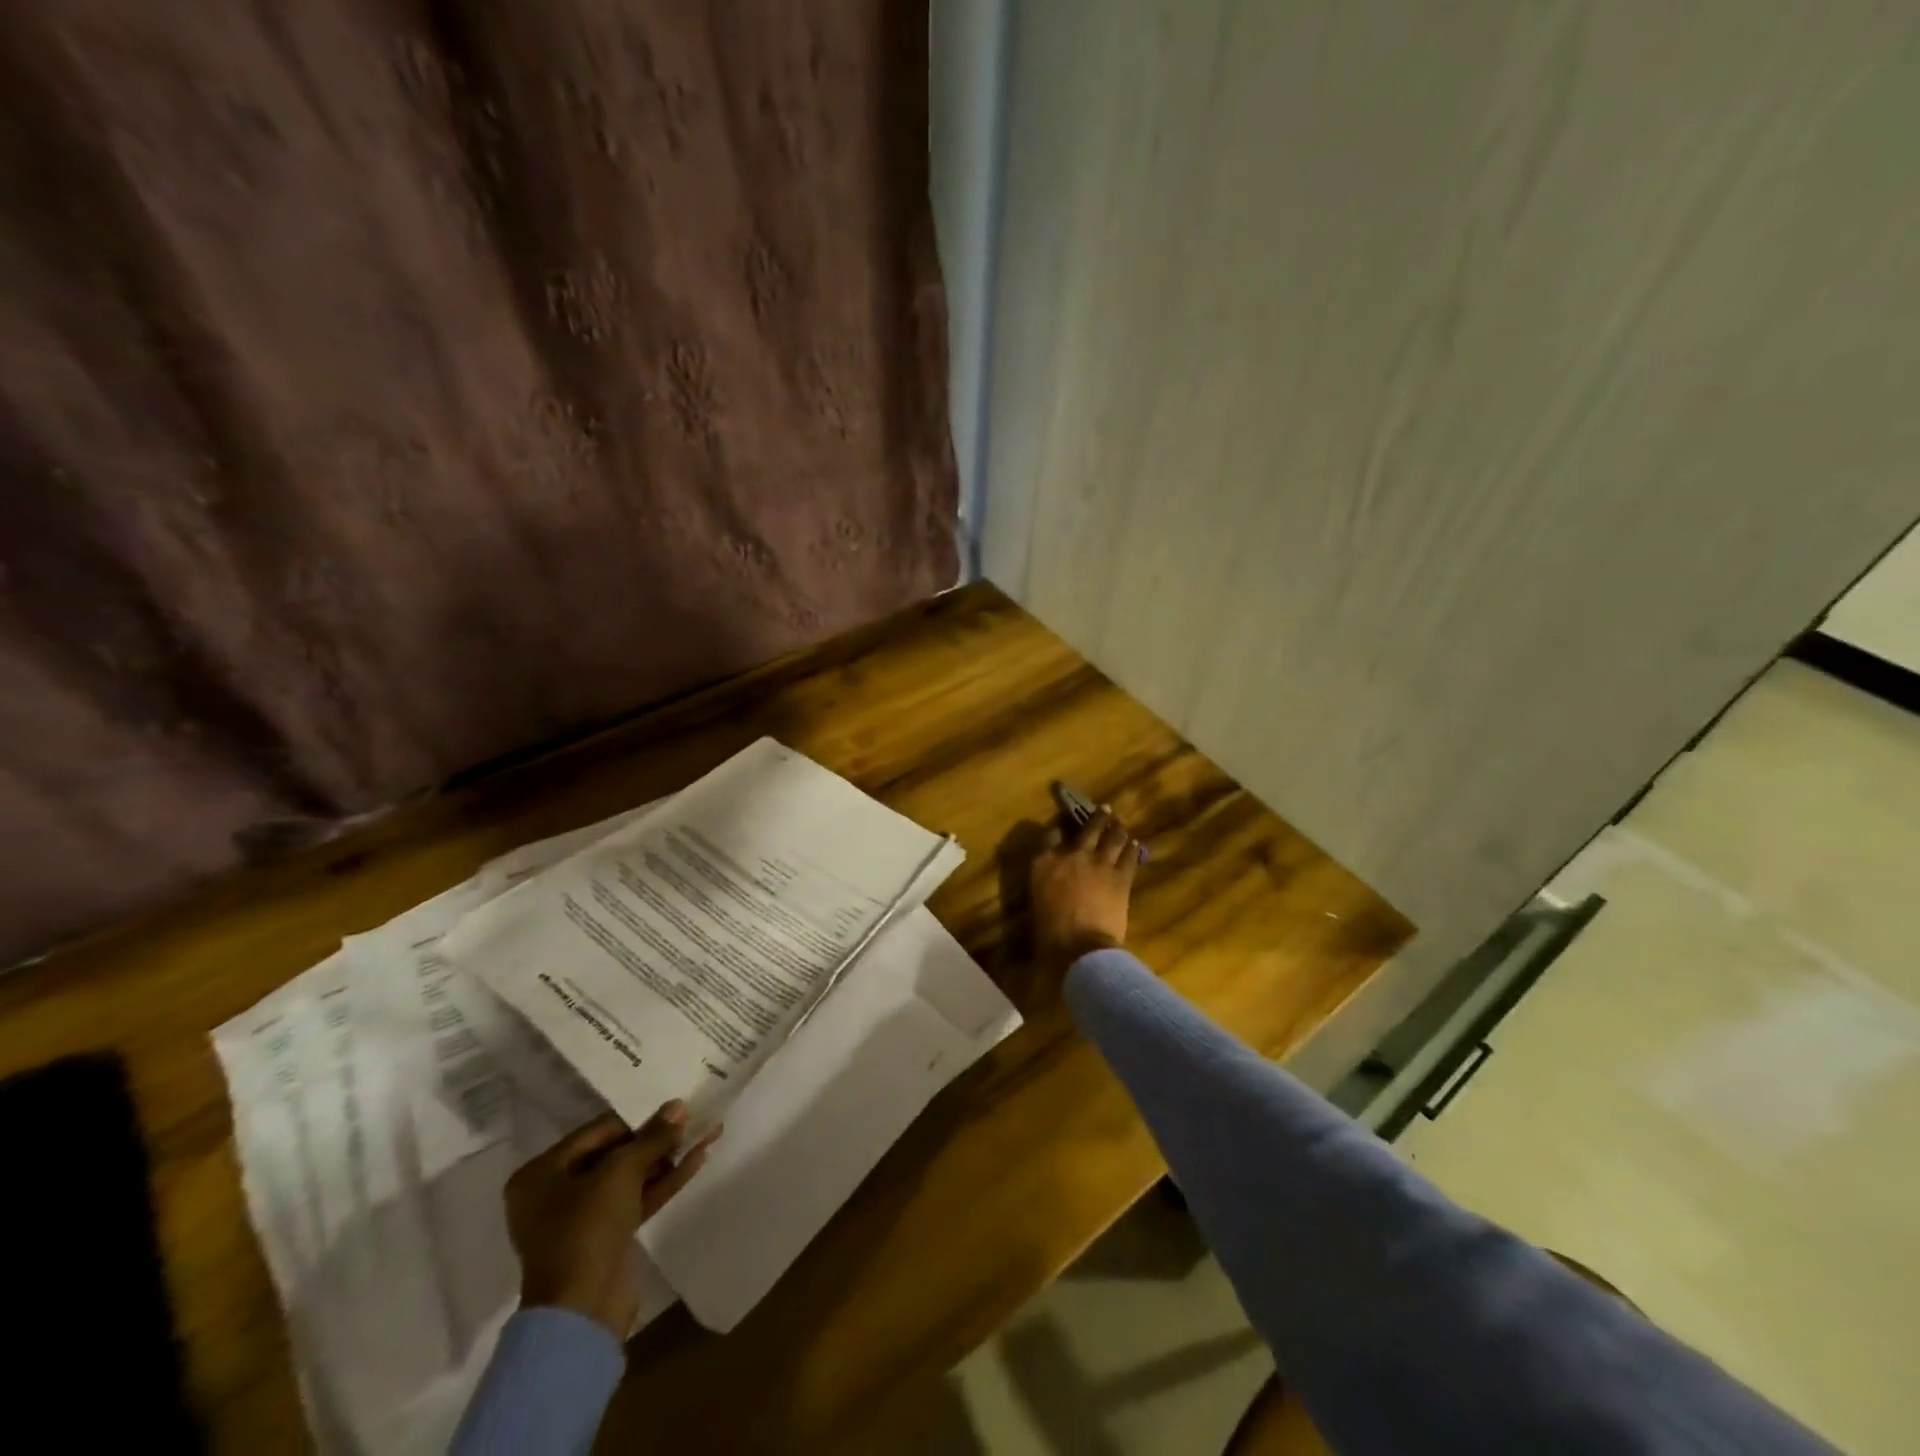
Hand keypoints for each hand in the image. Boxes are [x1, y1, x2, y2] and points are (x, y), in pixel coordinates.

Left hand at [505, 1103, 718, 1337]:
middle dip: (656, 1137)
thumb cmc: (586, 1229)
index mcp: (541, 1174)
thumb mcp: (621, 1172)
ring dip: (667, 1157)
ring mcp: (582, 1218)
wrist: (582, 1312)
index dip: (638, 1117)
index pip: (597, 1132)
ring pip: (631, 1177)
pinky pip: (637, 1198)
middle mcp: (556, 1192)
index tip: (673, 1105)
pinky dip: (664, 1181)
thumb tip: (679, 1106)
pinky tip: (698, 1159)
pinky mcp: (607, 1236)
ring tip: (705, 1132)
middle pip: (615, 1153)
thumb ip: (652, 1137)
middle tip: (693, 1117)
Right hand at [1031, 806, 1139, 969]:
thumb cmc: (1050, 932)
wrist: (1080, 946)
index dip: (1058, 828)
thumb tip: (1057, 876)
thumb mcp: (1037, 901)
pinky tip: (1134, 845)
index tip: (1063, 826)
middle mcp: (1072, 854)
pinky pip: (1129, 856)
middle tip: (1105, 810)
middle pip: (1087, 828)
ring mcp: (1099, 862)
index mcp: (1044, 862)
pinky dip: (1131, 849)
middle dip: (1097, 817)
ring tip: (1120, 825)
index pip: (1050, 835)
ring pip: (1113, 837)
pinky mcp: (1121, 875)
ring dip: (1117, 829)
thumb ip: (1045, 880)